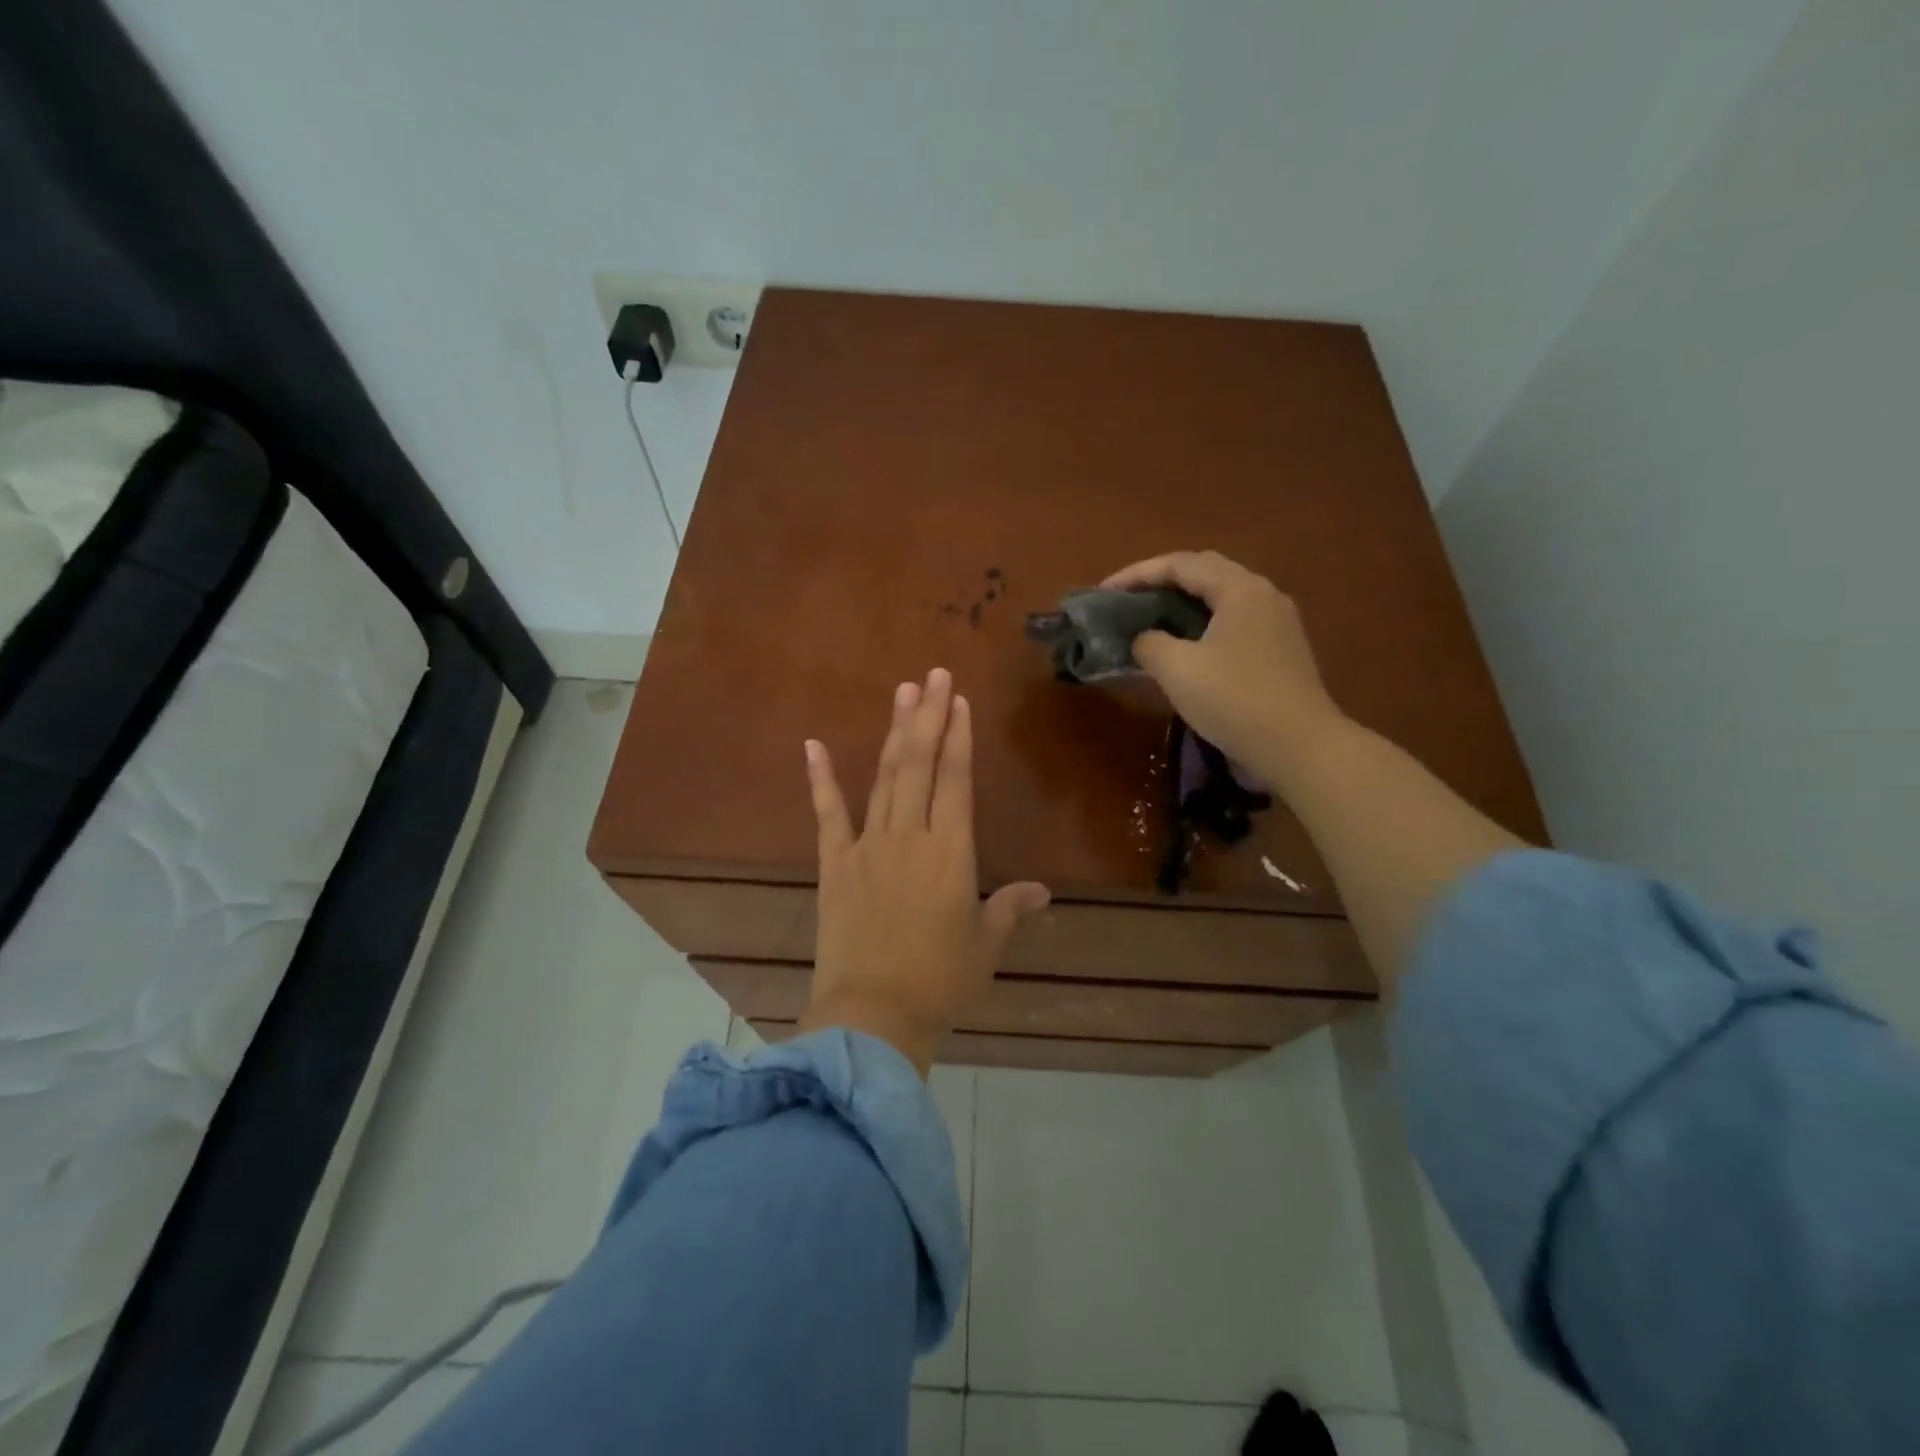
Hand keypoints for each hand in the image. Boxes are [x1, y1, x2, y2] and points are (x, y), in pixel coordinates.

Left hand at [798, 668, 1049, 1075]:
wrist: (873, 1015)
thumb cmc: (939, 982)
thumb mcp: (986, 945)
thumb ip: (1010, 909)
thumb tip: (1041, 890)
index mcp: (951, 853)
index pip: (956, 780)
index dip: (958, 737)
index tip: (958, 700)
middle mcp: (910, 837)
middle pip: (919, 764)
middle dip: (928, 716)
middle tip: (933, 674)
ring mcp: (867, 846)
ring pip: (883, 778)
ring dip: (893, 733)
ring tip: (902, 693)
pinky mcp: (834, 864)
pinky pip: (827, 815)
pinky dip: (819, 779)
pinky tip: (812, 744)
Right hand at [1101, 550, 1343, 780]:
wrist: (1299, 748)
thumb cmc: (1234, 700)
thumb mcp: (1177, 669)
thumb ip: (1149, 643)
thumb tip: (1143, 639)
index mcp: (1240, 589)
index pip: (1181, 564)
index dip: (1138, 573)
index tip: (1104, 592)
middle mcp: (1263, 596)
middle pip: (1205, 574)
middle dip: (1161, 583)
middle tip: (1127, 601)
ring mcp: (1277, 625)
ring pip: (1221, 600)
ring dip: (1182, 605)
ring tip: (1149, 621)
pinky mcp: (1280, 652)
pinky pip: (1232, 624)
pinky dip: (1201, 627)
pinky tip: (1184, 648)